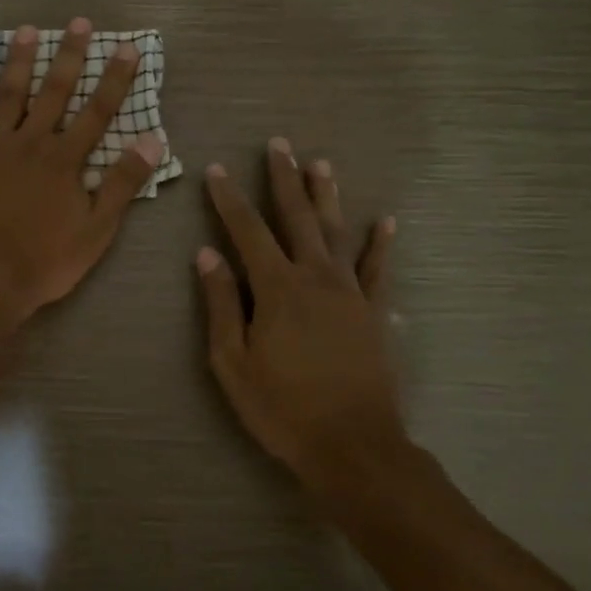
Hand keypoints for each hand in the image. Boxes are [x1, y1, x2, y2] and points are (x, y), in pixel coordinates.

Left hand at [0, 18, 163, 327]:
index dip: (115, 79)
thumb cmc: (44, 261)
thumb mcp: (97, 230)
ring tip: (27, 30)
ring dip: (19, 61)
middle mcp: (30, 143)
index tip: (127, 47)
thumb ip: (123, 183)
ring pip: (7, 95)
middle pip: (53, 92)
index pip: (97, 111)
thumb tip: (153, 140)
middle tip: (78, 21)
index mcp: (64, 160)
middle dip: (69, 56)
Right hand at [197, 139, 408, 496]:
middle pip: (297, 217)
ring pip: (337, 232)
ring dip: (327, 196)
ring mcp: (349, 292)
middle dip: (284, 179)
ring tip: (321, 163)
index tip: (217, 170)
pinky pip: (378, 270)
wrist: (353, 446)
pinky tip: (385, 220)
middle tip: (279, 144)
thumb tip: (206, 255)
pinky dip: (380, 244)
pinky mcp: (373, 312)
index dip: (229, 199)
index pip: (247, 231)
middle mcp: (315, 277)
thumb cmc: (282, 407)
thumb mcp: (233, 362)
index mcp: (276, 288)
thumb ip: (222, 304)